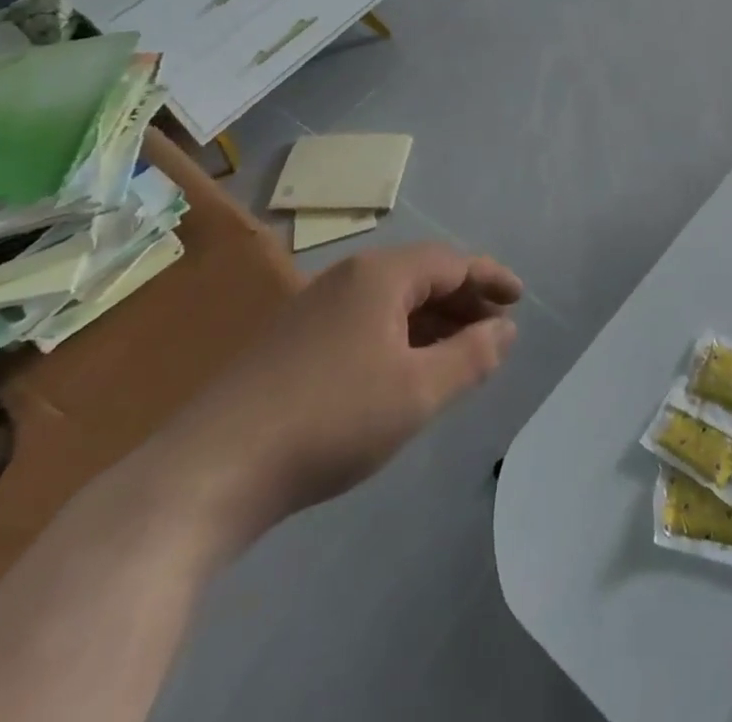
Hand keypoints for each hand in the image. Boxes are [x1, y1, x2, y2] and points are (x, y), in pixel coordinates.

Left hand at [158, 241, 521, 532]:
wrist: (211, 470)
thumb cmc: (331, 419)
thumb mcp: (418, 391)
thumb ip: (471, 355)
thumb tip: (505, 329)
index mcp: (381, 275)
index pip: (452, 261)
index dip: (491, 278)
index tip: (520, 298)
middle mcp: (348, 278)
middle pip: (422, 275)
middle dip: (464, 299)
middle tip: (496, 327)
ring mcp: (314, 308)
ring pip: (391, 300)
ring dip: (433, 320)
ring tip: (460, 350)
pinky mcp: (292, 341)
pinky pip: (365, 321)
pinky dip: (399, 335)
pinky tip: (404, 369)